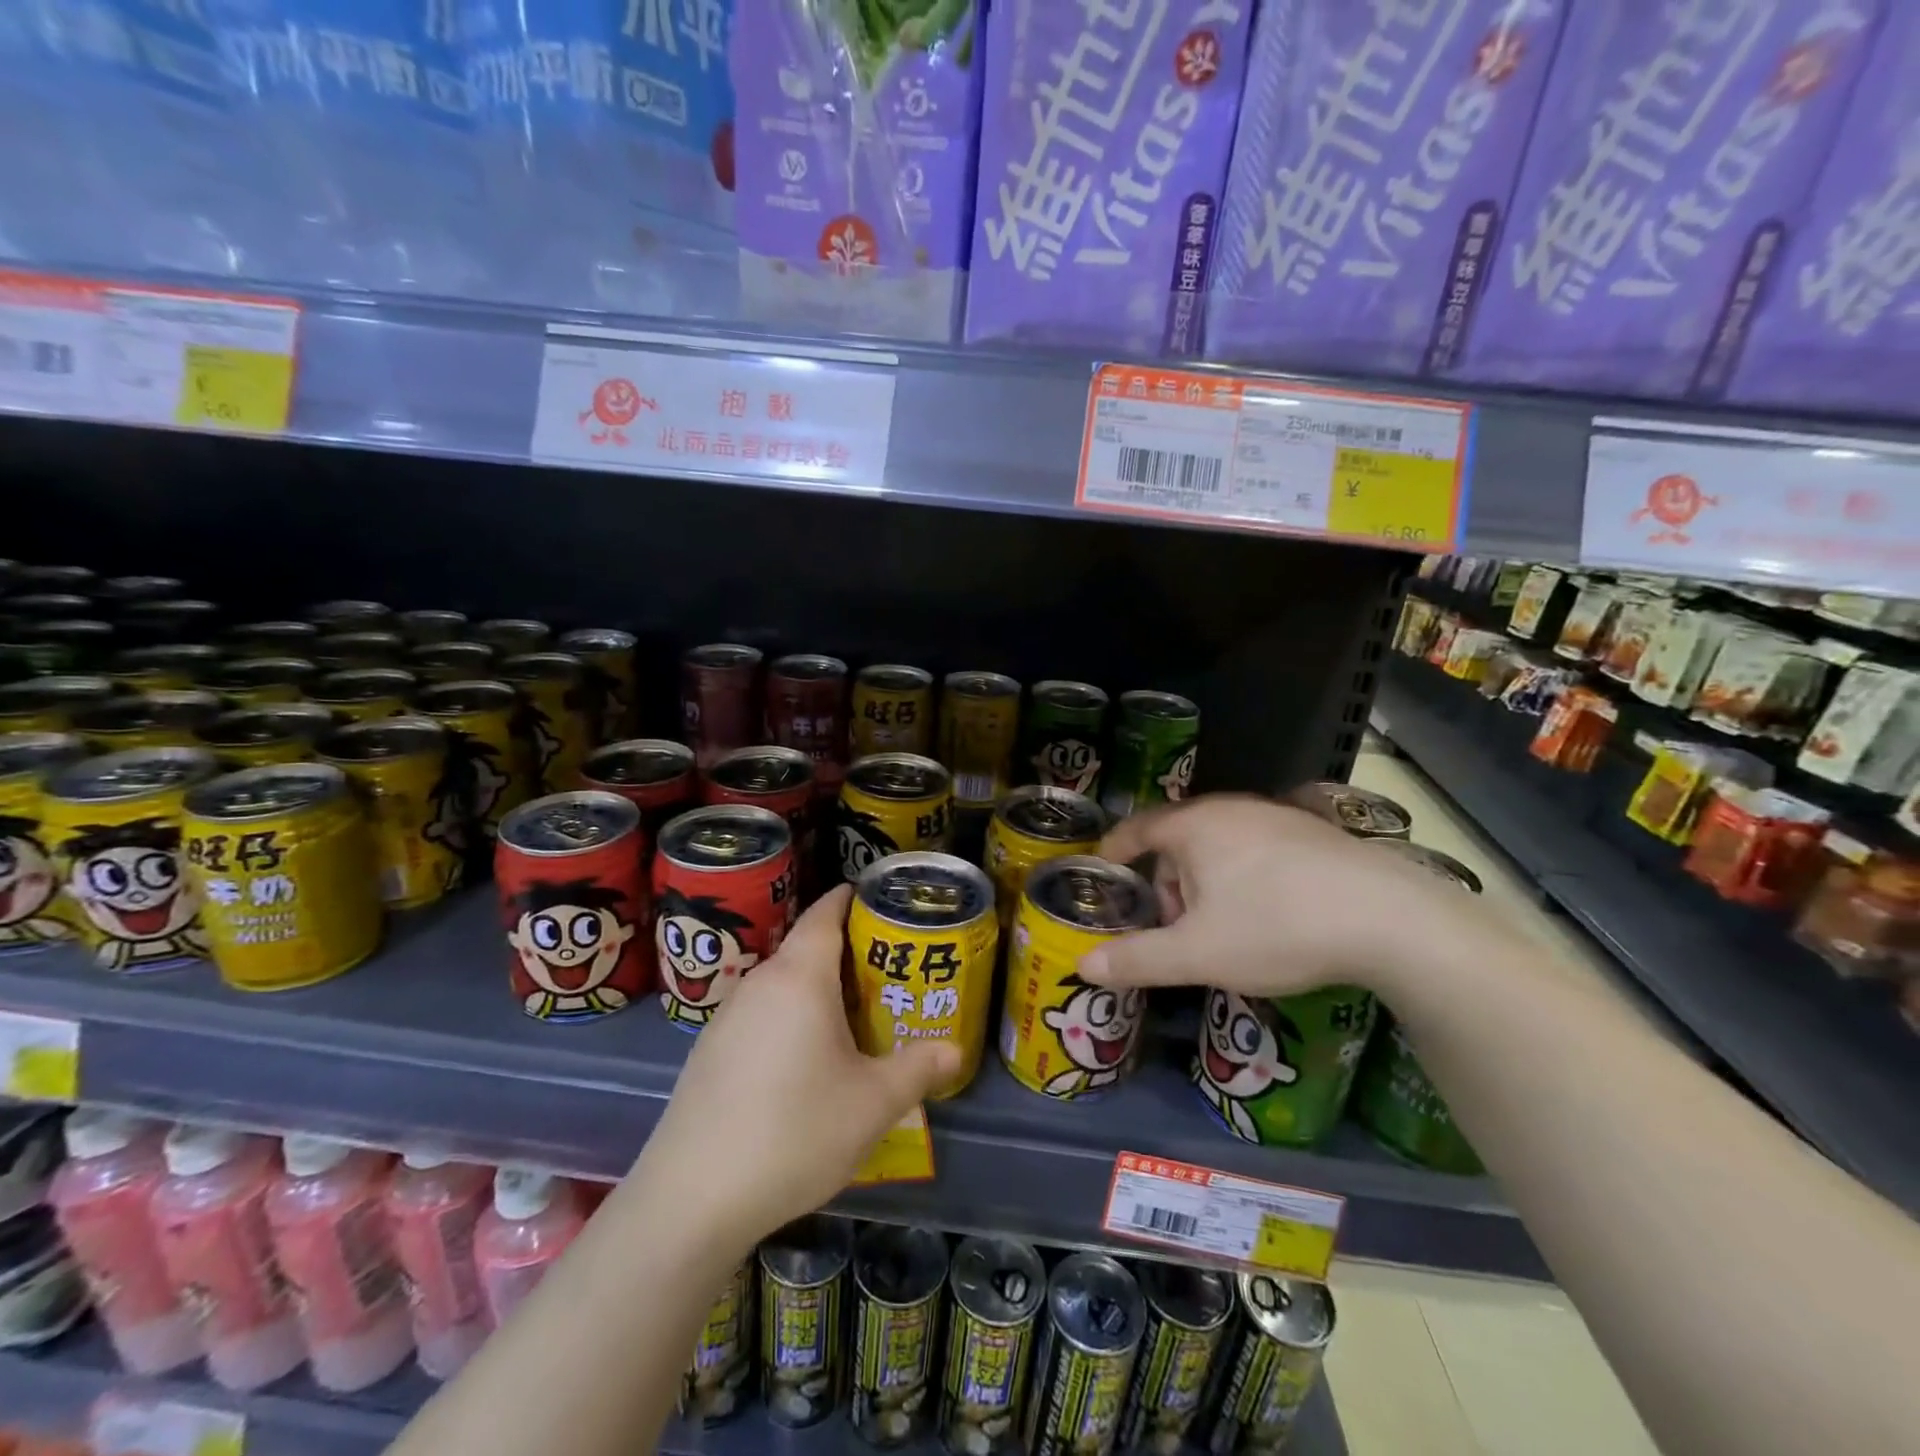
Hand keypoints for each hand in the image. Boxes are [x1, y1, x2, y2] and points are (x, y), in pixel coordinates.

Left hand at [635, 885, 960, 1252]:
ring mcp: (727, 1017)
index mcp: (799, 978)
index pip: (825, 913)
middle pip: (806, 948)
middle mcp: (759, 983)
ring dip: (817, 990)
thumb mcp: (872, 1104)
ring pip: (783, 985)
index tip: (881, 901)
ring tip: (855, 1018)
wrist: (691, 1198)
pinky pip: (761, 1014)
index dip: (851, 899)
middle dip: (847, 953)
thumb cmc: (793, 1132)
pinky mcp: (709, 1050)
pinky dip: (789, 1018)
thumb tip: (954, 1050)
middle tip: (889, 974)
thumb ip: (917, 1069)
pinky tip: (804, 1061)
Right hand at [1077, 793, 1485, 998]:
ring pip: (1220, 846)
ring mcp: (1277, 817)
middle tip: (1175, 929)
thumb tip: (1083, 965)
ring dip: (1206, 884)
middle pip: (1178, 841)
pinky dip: (1245, 878)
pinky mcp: (1315, 833)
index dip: (1113, 853)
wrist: (1392, 920)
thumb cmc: (1276, 927)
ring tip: (1224, 931)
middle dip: (1166, 884)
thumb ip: (1137, 959)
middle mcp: (1231, 809)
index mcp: (1194, 826)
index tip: (1103, 876)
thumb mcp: (1197, 954)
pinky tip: (1272, 917)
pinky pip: (1258, 850)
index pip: (1135, 828)